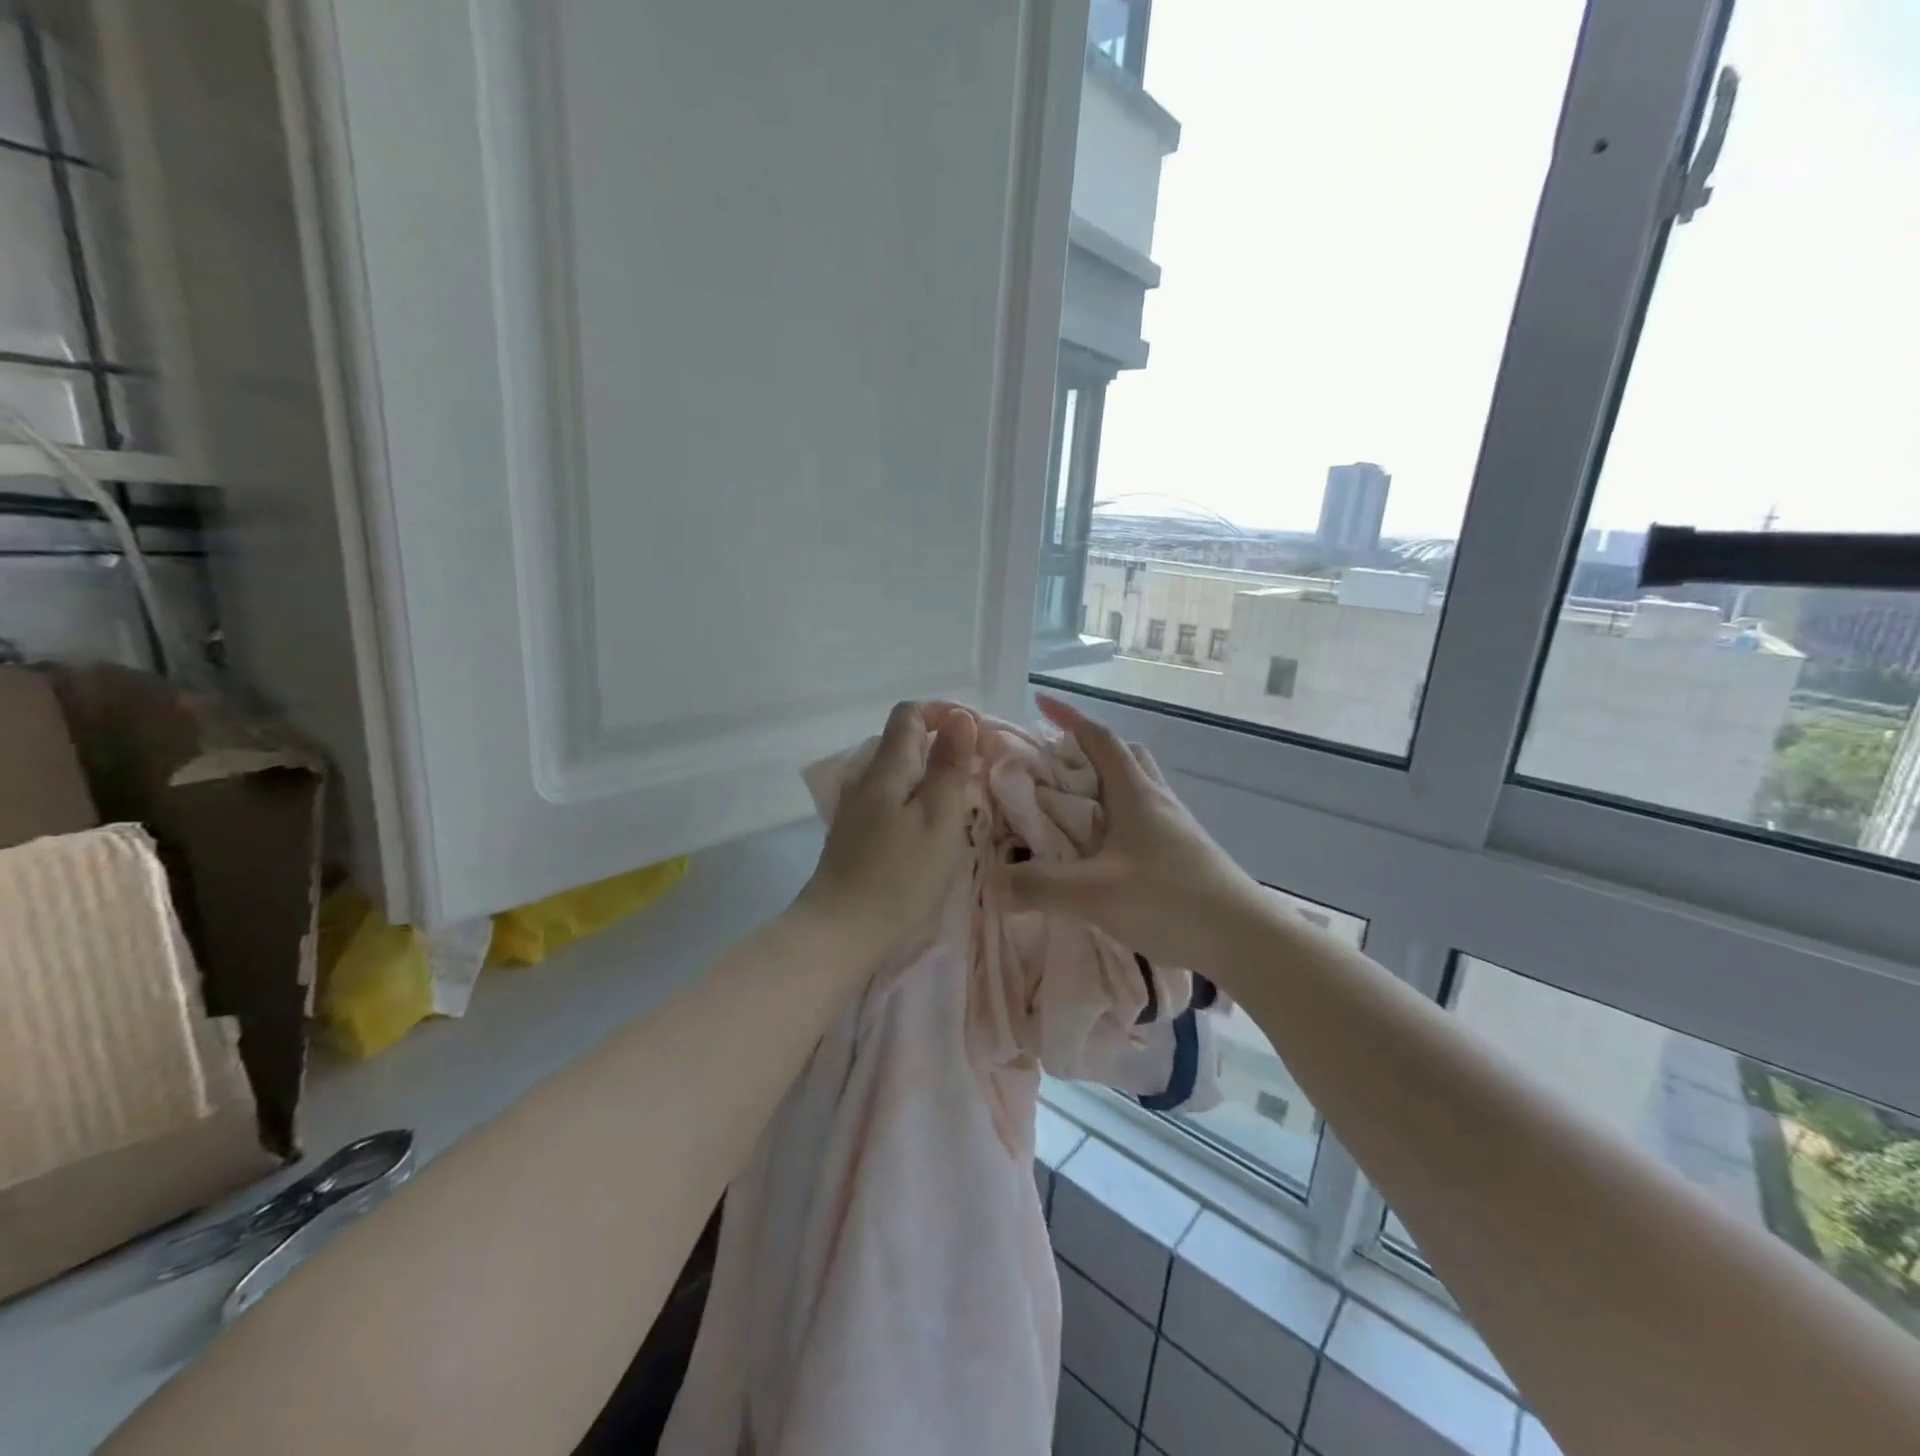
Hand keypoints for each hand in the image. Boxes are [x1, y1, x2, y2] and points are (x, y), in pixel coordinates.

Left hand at [793, 701, 980, 968]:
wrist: (840, 933)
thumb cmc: (899, 876)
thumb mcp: (938, 818)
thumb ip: (948, 765)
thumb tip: (959, 716)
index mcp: (886, 767)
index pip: (909, 713)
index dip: (944, 713)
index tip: (978, 737)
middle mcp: (865, 778)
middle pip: (903, 742)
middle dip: (943, 746)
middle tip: (979, 774)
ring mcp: (855, 807)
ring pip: (898, 773)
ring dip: (932, 776)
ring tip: (962, 803)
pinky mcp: (854, 834)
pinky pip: (891, 799)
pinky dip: (916, 800)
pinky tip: (931, 830)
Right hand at [1001, 694, 1263, 972]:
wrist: (1245, 939)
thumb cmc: (1171, 900)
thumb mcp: (1095, 893)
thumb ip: (1039, 886)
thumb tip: (992, 882)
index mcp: (1135, 794)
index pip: (1100, 740)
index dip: (1070, 717)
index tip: (1041, 702)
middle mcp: (1156, 801)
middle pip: (1124, 757)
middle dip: (1089, 751)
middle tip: (1056, 766)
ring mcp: (1174, 828)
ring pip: (1136, 789)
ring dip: (1104, 787)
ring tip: (1072, 811)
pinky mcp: (1183, 855)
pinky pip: (1143, 821)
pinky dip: (1117, 821)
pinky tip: (1102, 854)